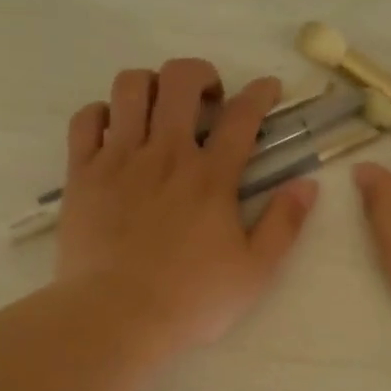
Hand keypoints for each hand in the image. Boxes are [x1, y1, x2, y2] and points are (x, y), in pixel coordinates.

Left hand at [56, 58, 317, 353]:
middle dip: (200, 74)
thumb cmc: (190, 300)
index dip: (260, 92)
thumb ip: (284, 224)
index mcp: (211, 177)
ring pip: (130, 87)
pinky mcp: (82, 173)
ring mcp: (119, 159)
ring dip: (150, 84)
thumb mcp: (254, 272)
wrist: (115, 316)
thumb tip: (308, 184)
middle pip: (180, 80)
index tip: (268, 88)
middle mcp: (165, 154)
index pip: (243, 115)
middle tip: (208, 99)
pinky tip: (113, 129)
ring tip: (158, 107)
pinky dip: (101, 112)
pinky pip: (86, 119)